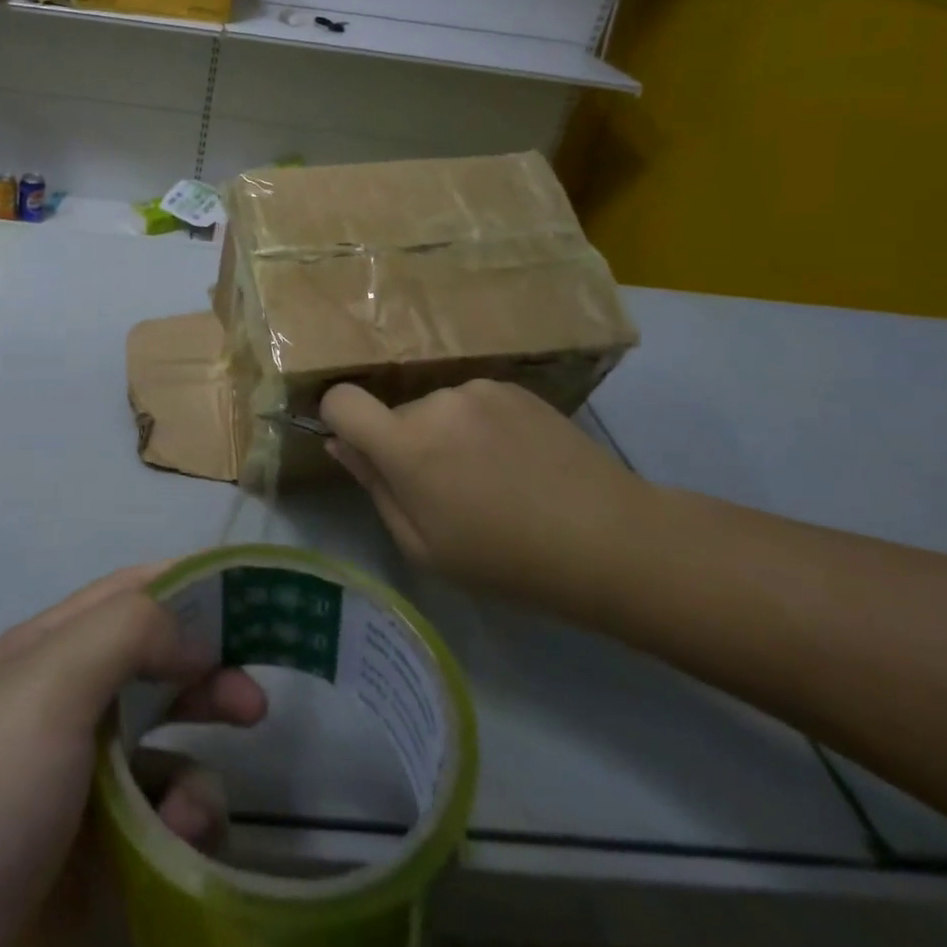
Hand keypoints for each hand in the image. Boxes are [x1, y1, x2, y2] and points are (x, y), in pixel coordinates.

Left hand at [0, 565, 264, 946]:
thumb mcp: (48, 686)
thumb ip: (127, 632)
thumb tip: (195, 631)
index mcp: (52, 650)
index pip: (132, 591)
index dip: (190, 583)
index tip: (254, 595)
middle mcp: (70, 704)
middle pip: (158, 663)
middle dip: (210, 672)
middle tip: (255, 700)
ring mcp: (85, 782)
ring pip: (169, 746)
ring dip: (196, 766)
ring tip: (192, 808)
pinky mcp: (102, 854)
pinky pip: (164, 818)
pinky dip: (180, 826)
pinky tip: (171, 848)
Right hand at [320, 379, 644, 603]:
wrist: (609, 539)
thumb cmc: (506, 559)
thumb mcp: (424, 546)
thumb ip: (374, 488)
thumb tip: (339, 444)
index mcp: (407, 445)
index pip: (342, 400)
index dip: (337, 418)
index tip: (358, 447)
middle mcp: (436, 403)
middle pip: (396, 413)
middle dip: (407, 444)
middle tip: (447, 490)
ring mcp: (478, 390)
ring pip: (436, 409)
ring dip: (446, 435)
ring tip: (491, 478)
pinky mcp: (513, 387)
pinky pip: (473, 403)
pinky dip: (480, 426)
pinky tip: (517, 461)